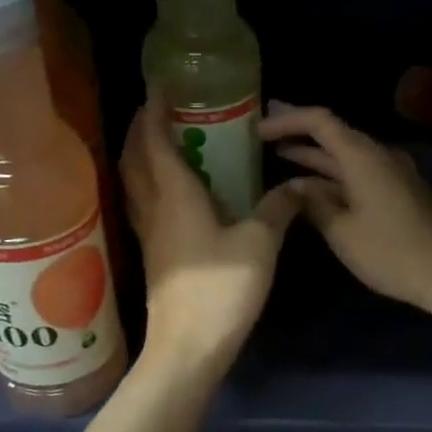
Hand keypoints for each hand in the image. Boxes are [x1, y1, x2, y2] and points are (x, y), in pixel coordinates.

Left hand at [120, 98, 302, 371]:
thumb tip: (298, 186)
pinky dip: (148, 184)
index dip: (154, 109)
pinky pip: (143, 205)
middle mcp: (153, 207)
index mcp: (175, 194)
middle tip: (159, 109)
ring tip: (160, 142)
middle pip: (134, 157)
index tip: (161, 85)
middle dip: (140, 128)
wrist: (189, 346)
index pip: (154, 140)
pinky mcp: (153, 256)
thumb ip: (278, 209)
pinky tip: (170, 192)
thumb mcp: (260, 244)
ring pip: (133, 182)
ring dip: (140, 155)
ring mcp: (148, 234)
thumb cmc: (222, 289)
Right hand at [261, 104, 431, 317]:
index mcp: (363, 157)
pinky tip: (316, 187)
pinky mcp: (400, 192)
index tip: (259, 128)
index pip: (320, 121)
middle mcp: (379, 155)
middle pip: (334, 133)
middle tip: (265, 133)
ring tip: (282, 156)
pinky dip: (334, 174)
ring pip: (347, 155)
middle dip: (299, 132)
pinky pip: (360, 172)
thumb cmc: (391, 253)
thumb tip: (294, 186)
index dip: (288, 119)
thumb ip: (313, 203)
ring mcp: (393, 174)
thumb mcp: (342, 231)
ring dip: (316, 156)